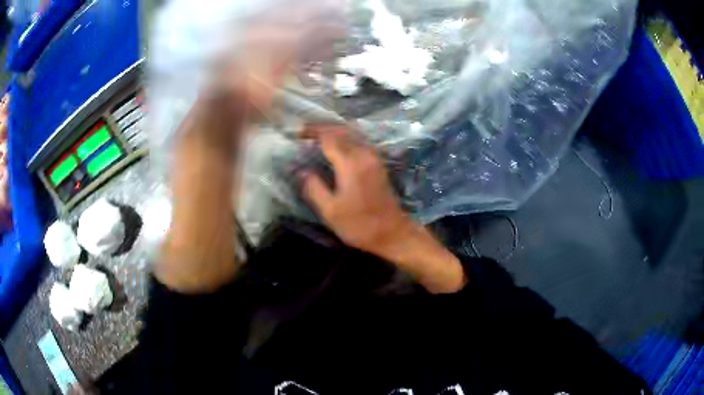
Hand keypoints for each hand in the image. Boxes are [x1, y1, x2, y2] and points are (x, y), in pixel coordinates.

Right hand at [303, 126, 412, 258]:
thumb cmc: (360, 225)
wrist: (393, 233)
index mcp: (351, 163)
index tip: (297, 133)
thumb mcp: (330, 211)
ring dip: (334, 131)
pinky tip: (335, 147)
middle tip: (304, 132)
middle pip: (341, 130)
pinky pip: (359, 141)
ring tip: (317, 137)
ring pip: (352, 134)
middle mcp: (364, 154)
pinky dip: (344, 138)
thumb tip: (302, 171)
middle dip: (322, 127)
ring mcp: (374, 158)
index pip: (328, 137)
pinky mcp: (378, 164)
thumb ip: (314, 188)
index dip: (312, 132)